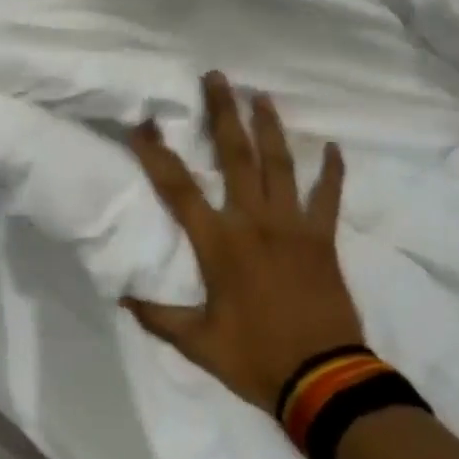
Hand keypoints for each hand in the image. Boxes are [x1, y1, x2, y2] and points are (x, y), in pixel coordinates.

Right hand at [122, 72, 362, 413]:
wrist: (324, 381)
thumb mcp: (199, 344)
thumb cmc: (256, 359)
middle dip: (222, 112)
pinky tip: (334, 147)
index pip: (179, 188)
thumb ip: (160, 317)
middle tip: (216, 77)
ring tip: (260, 94)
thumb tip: (124, 297)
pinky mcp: (323, 238)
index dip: (156, 154)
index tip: (143, 123)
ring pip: (280, 164)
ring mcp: (293, 225)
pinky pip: (329, 197)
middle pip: (235, 155)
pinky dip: (332, 172)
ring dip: (269, 126)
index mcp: (220, 243)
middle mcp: (254, 221)